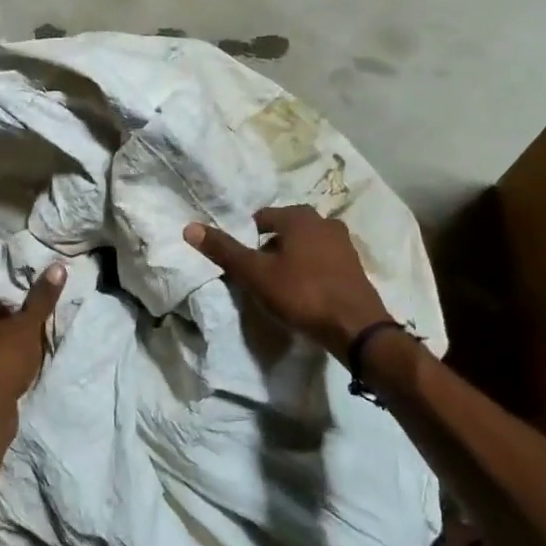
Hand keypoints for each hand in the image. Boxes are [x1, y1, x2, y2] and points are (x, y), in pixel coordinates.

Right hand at [183, 207, 392, 356]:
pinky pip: (323, 261)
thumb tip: (190, 227)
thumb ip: (224, 250)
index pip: (263, 217)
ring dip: (291, 258)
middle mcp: (324, 222)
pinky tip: (303, 292)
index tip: (242, 260)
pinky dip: (310, 270)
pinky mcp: (355, 267)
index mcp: (300, 217)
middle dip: (270, 246)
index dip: (247, 237)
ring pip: (306, 245)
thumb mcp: (255, 273)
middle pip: (286, 229)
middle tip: (257, 272)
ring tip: (279, 284)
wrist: (355, 328)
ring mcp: (344, 244)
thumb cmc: (302, 293)